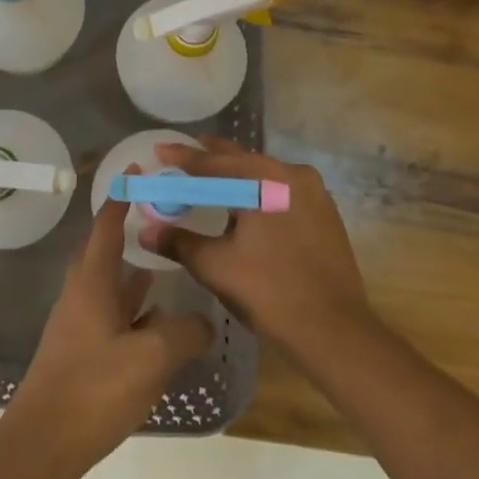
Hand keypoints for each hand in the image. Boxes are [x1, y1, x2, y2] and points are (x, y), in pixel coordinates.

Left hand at [2, 188, 214, 478]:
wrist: (41, 443)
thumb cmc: (93, 389)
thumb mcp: (150, 358)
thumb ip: (184, 334)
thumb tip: (203, 320)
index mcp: (92, 282)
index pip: (107, 226)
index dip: (121, 197)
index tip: (136, 172)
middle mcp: (81, 295)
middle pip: (105, 252)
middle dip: (129, 233)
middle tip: (162, 220)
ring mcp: (78, 324)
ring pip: (110, 286)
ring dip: (135, 274)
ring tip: (169, 266)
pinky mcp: (81, 352)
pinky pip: (111, 316)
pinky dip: (134, 310)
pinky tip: (158, 324)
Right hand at [141, 138, 371, 357]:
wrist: (334, 329)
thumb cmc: (269, 291)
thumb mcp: (215, 265)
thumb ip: (178, 242)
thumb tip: (145, 231)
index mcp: (263, 180)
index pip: (213, 164)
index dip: (182, 158)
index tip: (159, 149)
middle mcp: (291, 175)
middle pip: (241, 160)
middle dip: (210, 158)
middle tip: (183, 155)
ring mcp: (314, 192)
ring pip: (264, 174)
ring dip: (236, 174)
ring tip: (211, 175)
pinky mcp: (325, 212)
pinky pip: (282, 189)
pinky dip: (258, 190)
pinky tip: (246, 202)